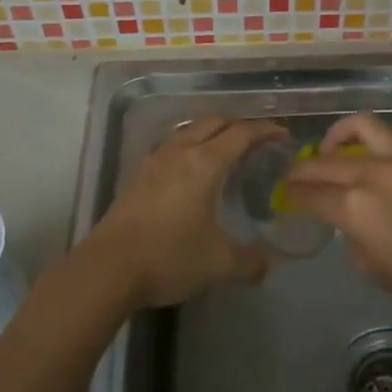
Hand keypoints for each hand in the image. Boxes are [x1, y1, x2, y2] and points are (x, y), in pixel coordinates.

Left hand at [75, 116, 287, 310]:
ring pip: (187, 131)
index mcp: (204, 163)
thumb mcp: (218, 263)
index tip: (282, 134)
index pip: (240, 134)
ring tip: (223, 149)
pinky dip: (188, 146)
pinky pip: (170, 147)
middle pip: (212, 123)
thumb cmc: (169, 257)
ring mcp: (153, 162)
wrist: (108, 268)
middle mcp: (179, 152)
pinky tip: (189, 169)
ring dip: (209, 132)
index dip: (264, 130)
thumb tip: (266, 265)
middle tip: (256, 140)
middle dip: (237, 125)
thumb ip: (249, 261)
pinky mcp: (137, 176)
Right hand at [283, 113, 391, 325]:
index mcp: (355, 207)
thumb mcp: (377, 272)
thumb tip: (352, 223)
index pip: (309, 192)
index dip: (292, 193)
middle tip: (298, 176)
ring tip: (337, 149)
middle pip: (325, 160)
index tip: (285, 194)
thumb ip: (355, 240)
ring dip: (341, 135)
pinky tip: (387, 151)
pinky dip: (389, 136)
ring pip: (362, 126)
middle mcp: (373, 173)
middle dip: (304, 168)